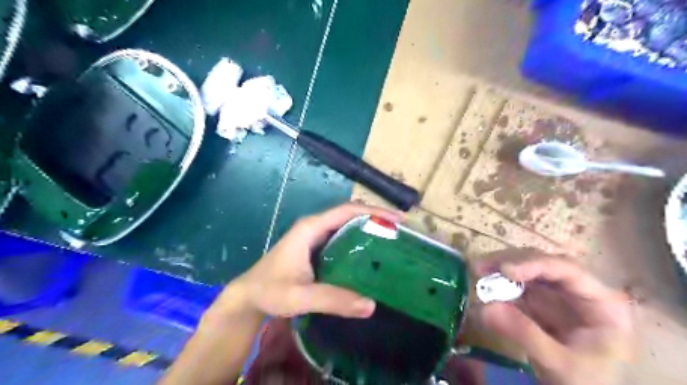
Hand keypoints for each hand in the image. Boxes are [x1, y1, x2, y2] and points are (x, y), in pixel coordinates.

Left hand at [214, 203, 403, 319]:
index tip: (397, 219)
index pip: (347, 211)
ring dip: (369, 228)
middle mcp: (315, 227)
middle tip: (400, 231)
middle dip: (376, 218)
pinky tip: (371, 254)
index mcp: (311, 228)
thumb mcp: (299, 296)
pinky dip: (359, 240)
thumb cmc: (269, 290)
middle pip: (350, 214)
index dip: (373, 211)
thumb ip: (333, 299)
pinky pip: (343, 238)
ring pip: (347, 225)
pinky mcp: (316, 247)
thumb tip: (371, 305)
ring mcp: (315, 237)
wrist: (248, 296)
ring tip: (392, 240)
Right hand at [476, 249, 634, 384]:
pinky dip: (500, 283)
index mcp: (602, 302)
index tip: (505, 271)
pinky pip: (519, 285)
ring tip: (478, 271)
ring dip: (502, 267)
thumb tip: (483, 307)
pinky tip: (486, 286)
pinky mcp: (541, 302)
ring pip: (528, 268)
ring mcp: (559, 294)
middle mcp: (579, 290)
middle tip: (481, 267)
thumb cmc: (587, 383)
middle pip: (543, 263)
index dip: (534, 264)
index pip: (567, 269)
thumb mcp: (560, 364)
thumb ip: (525, 334)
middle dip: (511, 261)